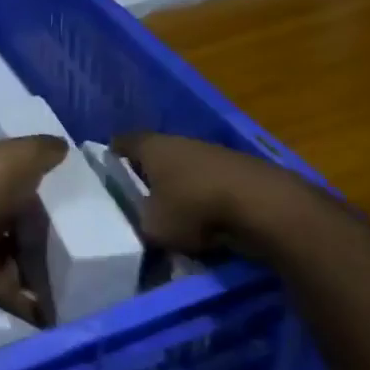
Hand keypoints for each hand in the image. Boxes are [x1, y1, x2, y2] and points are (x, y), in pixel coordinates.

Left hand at [0, 135, 64, 322]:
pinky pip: (15, 296)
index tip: (73, 208)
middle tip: (83, 252)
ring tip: (79, 285)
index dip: (41, 197)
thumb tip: (63, 146)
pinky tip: (62, 315)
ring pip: (18, 265)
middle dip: (43, 242)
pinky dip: (34, 308)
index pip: (19, 191)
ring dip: (41, 276)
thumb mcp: (20, 155)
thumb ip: (42, 151)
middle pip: (19, 232)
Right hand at [113, 132, 272, 254]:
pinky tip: (206, 220)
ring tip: (173, 214)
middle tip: (137, 198)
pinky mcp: (240, 170)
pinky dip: (206, 198)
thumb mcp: (153, 228)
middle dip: (148, 174)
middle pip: (157, 155)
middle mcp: (181, 141)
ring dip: (180, 187)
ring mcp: (213, 152)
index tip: (106, 171)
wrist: (263, 205)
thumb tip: (143, 227)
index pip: (122, 143)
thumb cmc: (194, 208)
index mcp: (151, 146)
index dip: (112, 156)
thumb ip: (141, 226)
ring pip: (186, 169)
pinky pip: (211, 183)